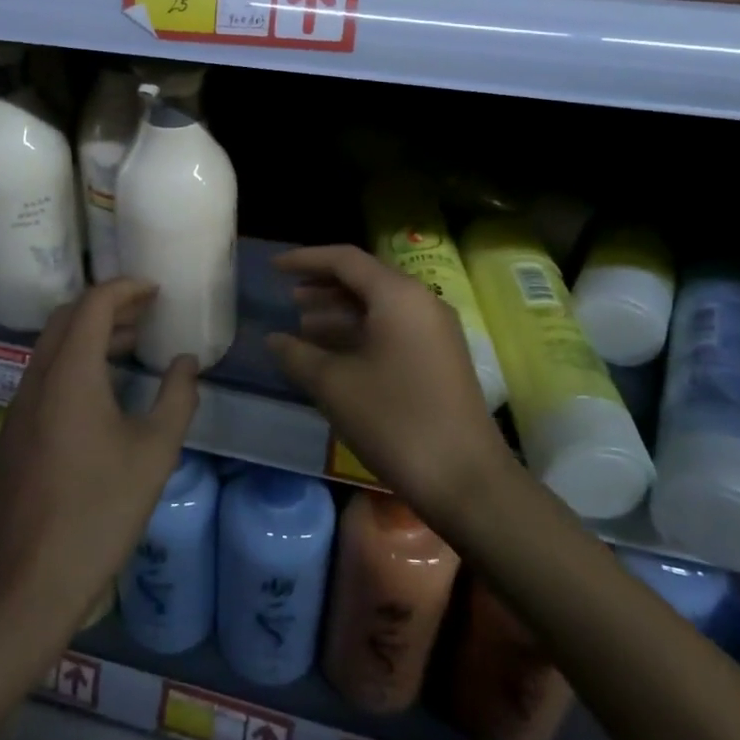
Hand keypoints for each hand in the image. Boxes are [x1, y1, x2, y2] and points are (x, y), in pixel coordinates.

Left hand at [0, 279, 199, 644]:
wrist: (33, 578)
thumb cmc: (101, 509)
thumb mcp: (155, 451)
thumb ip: (177, 397)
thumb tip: (185, 363)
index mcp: (70, 374)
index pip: (93, 304)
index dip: (125, 288)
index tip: (155, 289)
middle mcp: (37, 377)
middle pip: (67, 317)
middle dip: (107, 305)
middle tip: (146, 310)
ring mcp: (19, 404)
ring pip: (51, 345)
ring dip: (89, 333)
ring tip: (132, 343)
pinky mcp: (14, 430)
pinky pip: (44, 373)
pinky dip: (74, 361)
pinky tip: (102, 389)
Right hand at [267, 245, 510, 524]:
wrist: (466, 480)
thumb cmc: (395, 421)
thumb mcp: (334, 386)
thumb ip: (298, 355)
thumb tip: (274, 339)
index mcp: (398, 296)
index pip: (345, 260)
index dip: (305, 259)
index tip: (274, 267)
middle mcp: (421, 302)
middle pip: (365, 279)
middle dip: (323, 286)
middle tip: (288, 297)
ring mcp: (435, 331)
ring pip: (379, 306)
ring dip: (340, 312)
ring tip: (303, 326)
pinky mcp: (440, 358)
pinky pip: (393, 328)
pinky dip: (360, 332)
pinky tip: (334, 354)